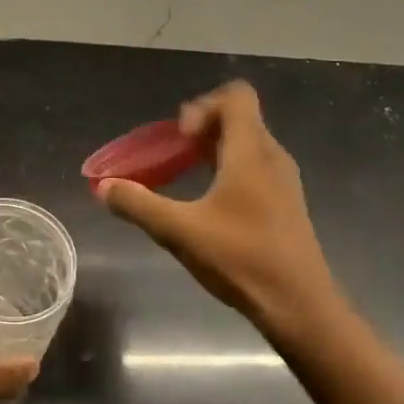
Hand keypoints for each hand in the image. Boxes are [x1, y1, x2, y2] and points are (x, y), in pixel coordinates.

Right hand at [96, 81, 342, 342]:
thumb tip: (103, 188)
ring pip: (248, 144)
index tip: (180, 137)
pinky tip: (209, 205)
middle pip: (240, 118)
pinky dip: (229, 170)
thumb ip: (138, 205)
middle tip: (173, 154)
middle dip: (202, 128)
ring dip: (214, 150)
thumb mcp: (179, 232)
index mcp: (251, 151)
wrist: (300, 307)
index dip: (203, 105)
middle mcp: (272, 157)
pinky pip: (256, 167)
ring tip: (186, 176)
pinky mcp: (286, 204)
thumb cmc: (242, 259)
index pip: (237, 96)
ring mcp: (284, 181)